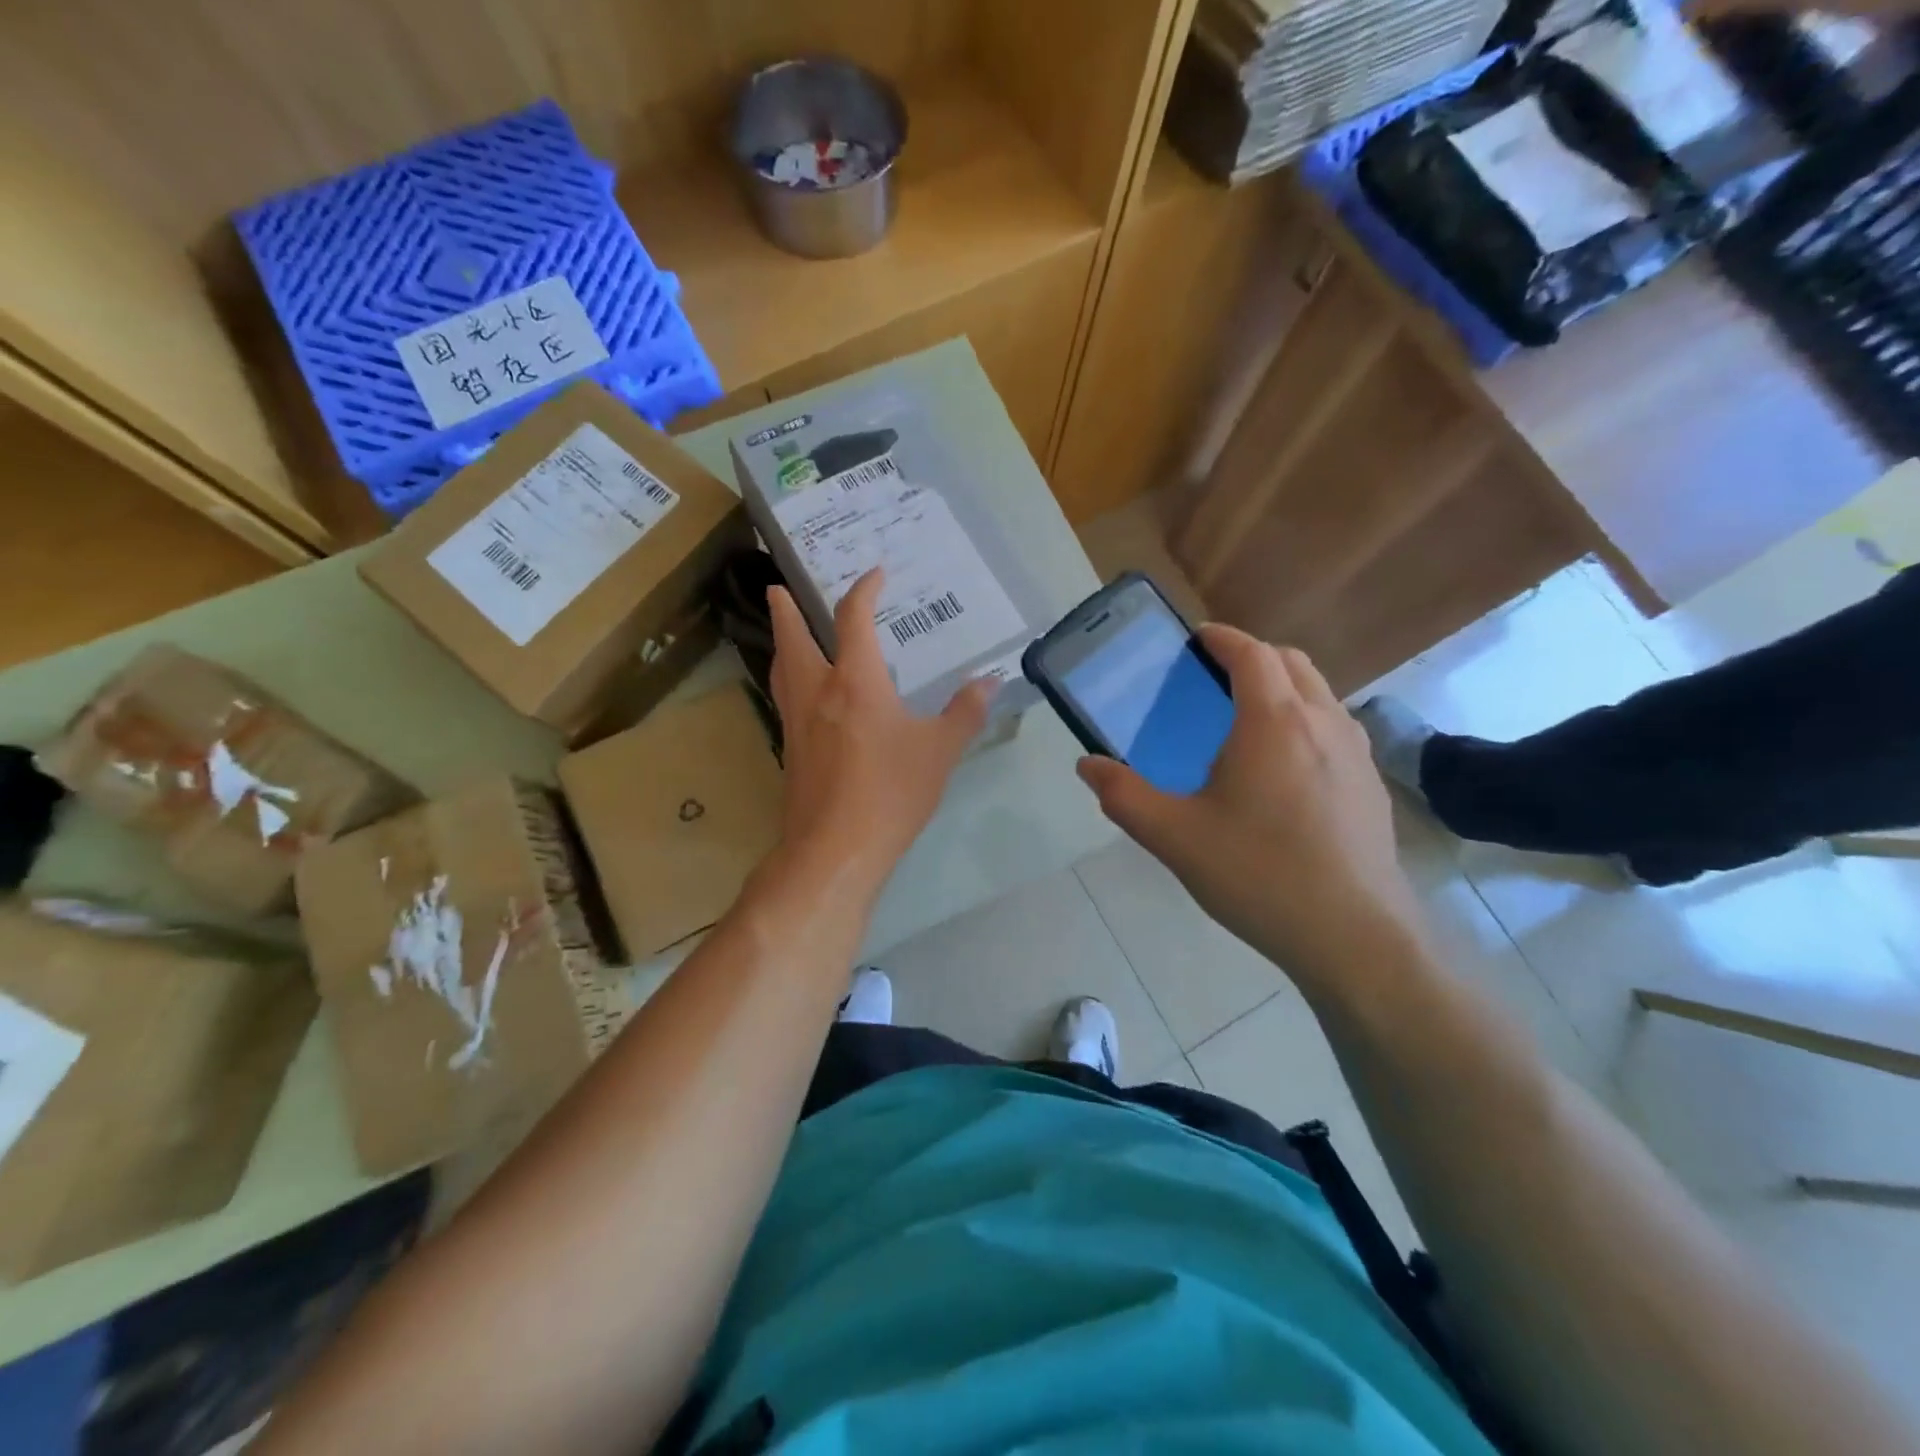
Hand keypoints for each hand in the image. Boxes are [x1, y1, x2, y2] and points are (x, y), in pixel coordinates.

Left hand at [767, 569, 992, 899]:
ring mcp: (796, 723)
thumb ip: (965, 712)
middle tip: (777, 588)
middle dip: (786, 610)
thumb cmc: (890, 792)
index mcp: (855, 681)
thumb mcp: (939, 751)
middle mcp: (817, 691)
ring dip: (781, 643)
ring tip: (786, 634)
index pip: (853, 619)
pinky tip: (805, 698)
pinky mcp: (790, 752)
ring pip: (781, 669)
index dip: (864, 590)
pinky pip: (785, 700)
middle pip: (792, 638)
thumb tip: (992, 681)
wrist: (835, 849)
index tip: (875, 574)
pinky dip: (789, 681)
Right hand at [1078, 625, 1425, 984]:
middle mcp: (1323, 723)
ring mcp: (1357, 754)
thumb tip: (1087, 766)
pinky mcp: (1372, 786)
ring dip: (1285, 687)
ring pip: (1321, 694)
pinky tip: (1285, 770)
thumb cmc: (1258, 874)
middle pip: (1292, 663)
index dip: (1223, 638)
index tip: (1197, 638)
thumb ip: (1124, 796)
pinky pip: (1336, 730)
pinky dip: (1307, 721)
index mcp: (1273, 722)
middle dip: (1254, 656)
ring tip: (1248, 719)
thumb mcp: (1174, 836)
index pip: (1252, 654)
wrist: (1353, 936)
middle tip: (1215, 677)